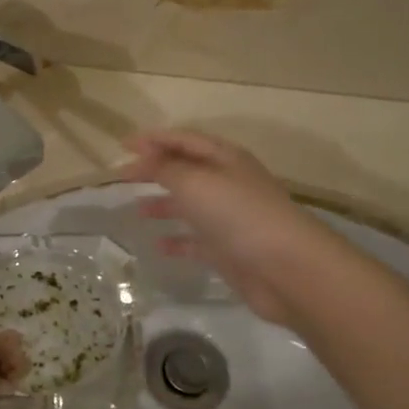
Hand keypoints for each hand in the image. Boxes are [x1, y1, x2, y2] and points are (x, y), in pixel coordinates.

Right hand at [123, 130, 316, 326]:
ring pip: (191, 204)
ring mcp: (230, 218)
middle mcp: (228, 183)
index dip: (154, 139)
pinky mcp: (229, 250)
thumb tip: (144, 158)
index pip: (184, 139)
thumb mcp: (195, 182)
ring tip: (136, 208)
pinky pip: (196, 240)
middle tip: (123, 176)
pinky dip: (177, 240)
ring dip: (164, 204)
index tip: (122, 146)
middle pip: (186, 170)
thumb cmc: (238, 214)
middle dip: (155, 170)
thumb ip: (165, 168)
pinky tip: (157, 245)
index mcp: (225, 158)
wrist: (286, 268)